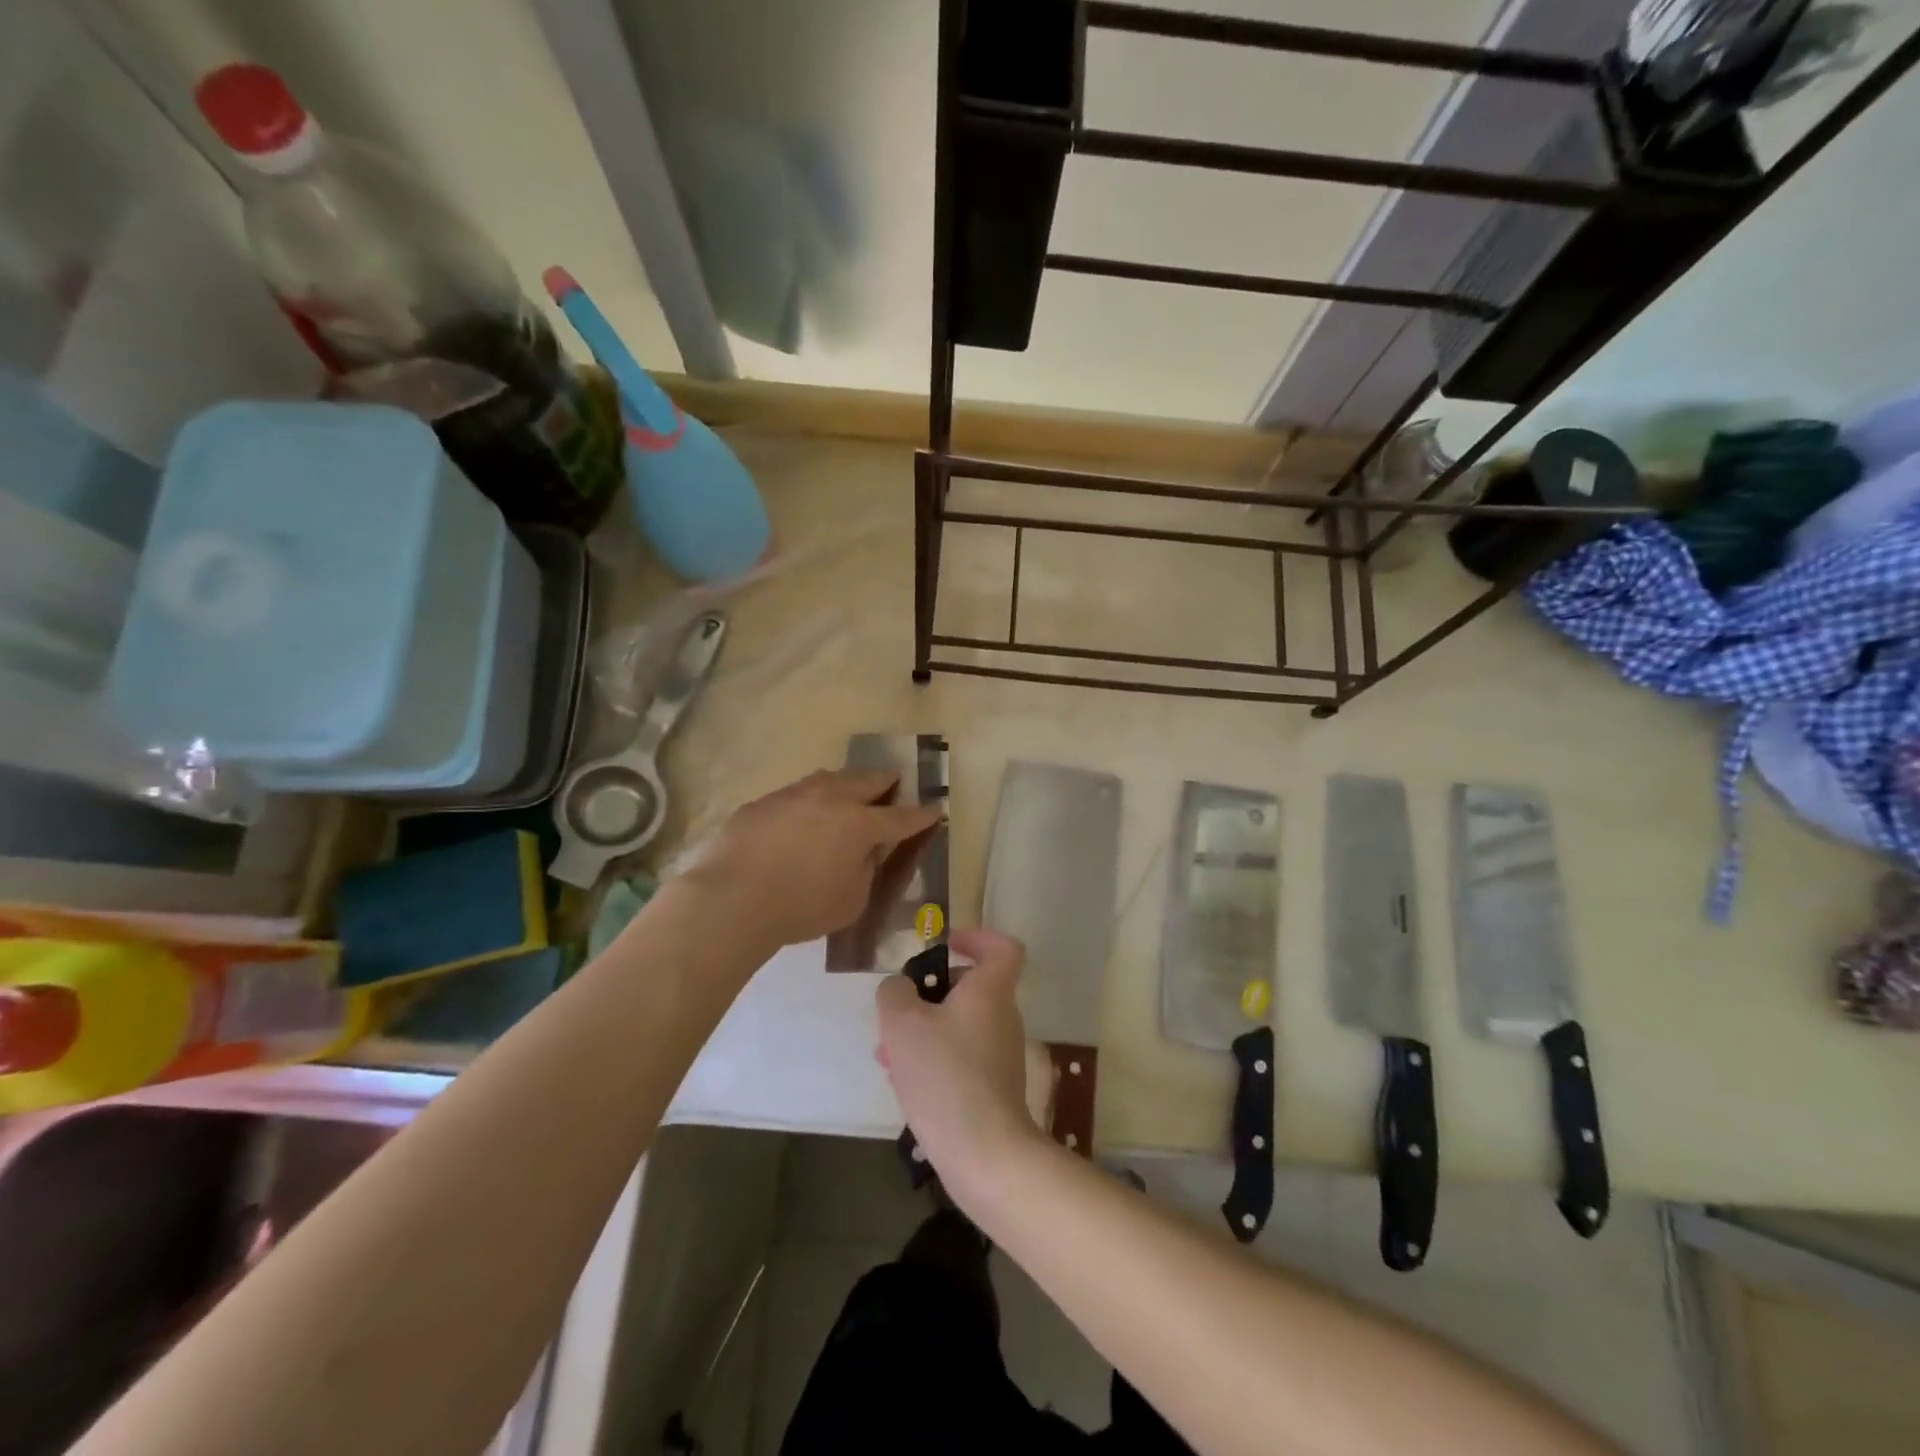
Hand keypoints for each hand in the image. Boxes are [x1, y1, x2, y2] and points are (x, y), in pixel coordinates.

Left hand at [685, 769, 941, 948]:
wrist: (730, 898)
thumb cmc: (801, 907)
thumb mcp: (851, 900)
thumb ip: (865, 871)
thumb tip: (863, 853)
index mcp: (861, 824)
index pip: (902, 816)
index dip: (922, 814)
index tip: (936, 808)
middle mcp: (832, 798)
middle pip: (869, 780)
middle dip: (887, 782)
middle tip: (895, 784)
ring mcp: (795, 794)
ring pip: (830, 778)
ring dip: (847, 783)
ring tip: (849, 791)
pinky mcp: (763, 802)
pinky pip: (797, 794)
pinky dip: (810, 800)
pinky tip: (802, 816)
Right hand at [876, 929, 1049, 1193]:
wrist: (983, 1152)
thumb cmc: (945, 1074)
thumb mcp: (902, 1023)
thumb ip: (895, 993)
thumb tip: (900, 988)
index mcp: (991, 990)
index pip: (1003, 947)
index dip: (976, 938)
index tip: (945, 946)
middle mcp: (1003, 1017)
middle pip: (972, 988)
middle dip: (930, 993)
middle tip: (898, 1010)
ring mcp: (1002, 1054)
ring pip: (959, 1025)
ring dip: (924, 1030)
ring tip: (886, 1052)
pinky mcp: (994, 1087)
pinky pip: (961, 1057)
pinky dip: (934, 1059)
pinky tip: (903, 1081)